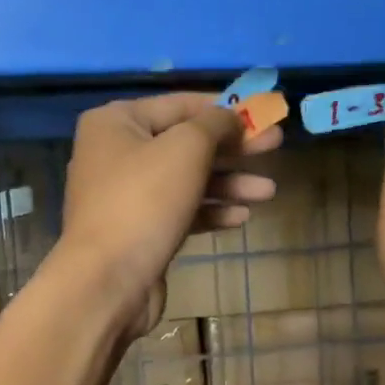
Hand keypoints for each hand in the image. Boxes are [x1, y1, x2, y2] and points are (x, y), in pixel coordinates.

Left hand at [59, 92, 281, 337]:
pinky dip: (210, 210)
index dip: (224, 107)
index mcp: (117, 122)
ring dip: (229, 183)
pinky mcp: (139, 231)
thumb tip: (231, 117)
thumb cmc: (145, 201)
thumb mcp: (187, 148)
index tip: (262, 113)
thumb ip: (215, 124)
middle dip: (233, 148)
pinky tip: (241, 217)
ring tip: (268, 192)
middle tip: (275, 146)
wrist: (108, 281)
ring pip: (187, 180)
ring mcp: (126, 195)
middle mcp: (116, 153)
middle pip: (186, 143)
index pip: (180, 104)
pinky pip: (180, 211)